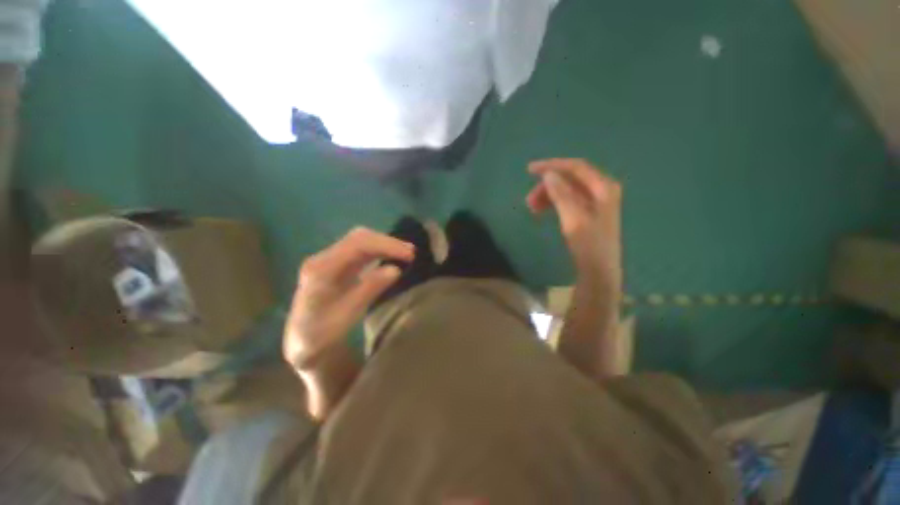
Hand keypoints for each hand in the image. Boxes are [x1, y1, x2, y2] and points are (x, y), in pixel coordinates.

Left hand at [283, 227, 413, 371]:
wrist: (304, 339)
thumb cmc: (323, 332)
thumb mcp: (347, 315)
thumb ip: (369, 289)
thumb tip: (395, 269)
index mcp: (321, 269)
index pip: (357, 245)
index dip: (386, 246)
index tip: (409, 255)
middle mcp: (323, 257)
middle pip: (359, 237)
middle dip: (388, 242)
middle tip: (411, 253)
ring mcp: (330, 258)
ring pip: (361, 240)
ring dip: (385, 244)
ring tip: (406, 253)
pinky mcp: (337, 262)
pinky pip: (361, 249)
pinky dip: (379, 249)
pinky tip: (392, 255)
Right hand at [526, 158, 622, 284]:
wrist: (598, 270)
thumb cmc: (589, 245)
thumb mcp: (573, 219)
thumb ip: (561, 195)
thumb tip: (548, 174)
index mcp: (603, 187)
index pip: (575, 167)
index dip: (552, 166)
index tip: (529, 170)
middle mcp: (601, 189)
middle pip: (570, 178)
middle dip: (547, 186)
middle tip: (528, 200)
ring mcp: (595, 200)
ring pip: (566, 189)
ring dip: (548, 195)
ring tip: (532, 208)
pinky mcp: (588, 211)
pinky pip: (567, 199)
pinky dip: (553, 202)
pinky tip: (542, 210)